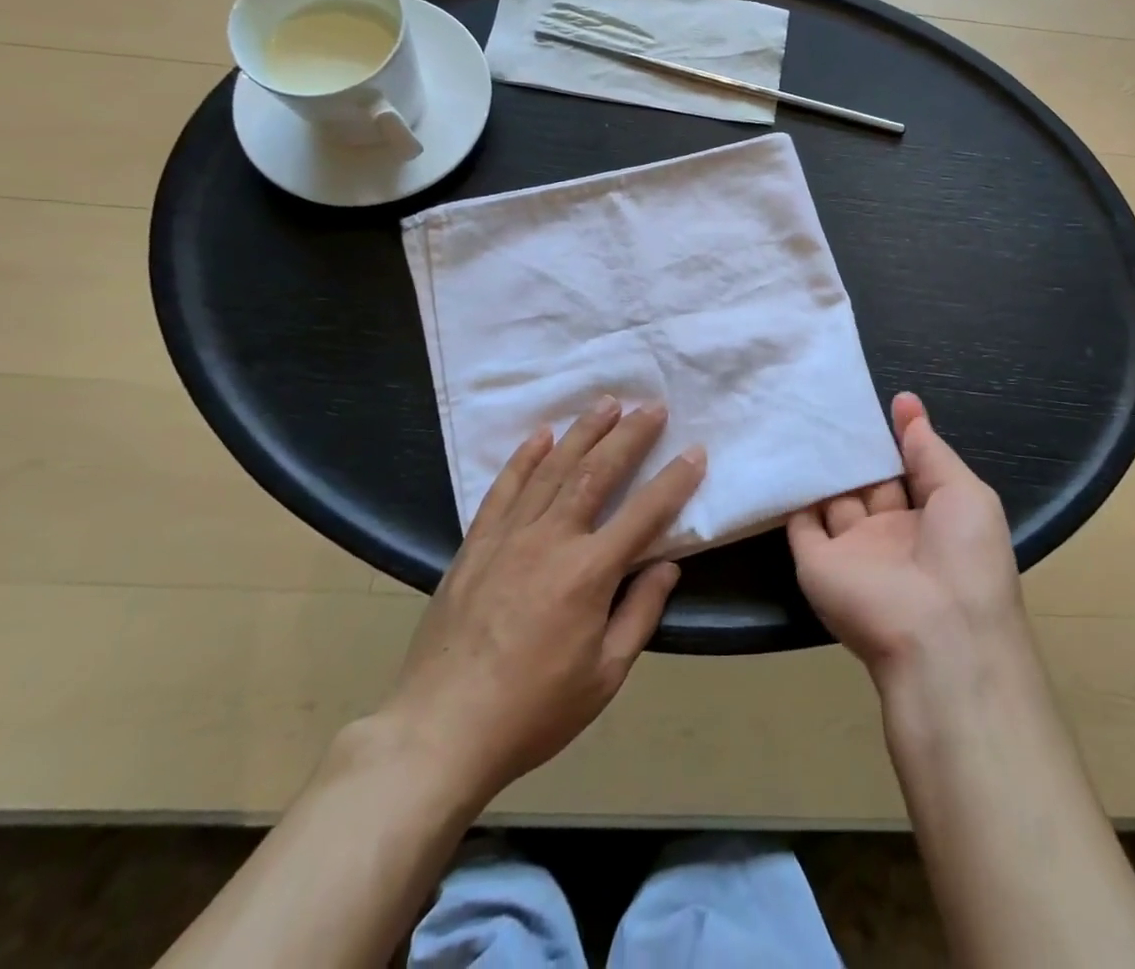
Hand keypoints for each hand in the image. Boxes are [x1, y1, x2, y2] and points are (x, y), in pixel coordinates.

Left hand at [368, 398, 702, 804]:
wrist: (439, 732)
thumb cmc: (532, 712)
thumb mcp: (604, 676)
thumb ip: (640, 613)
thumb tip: (666, 565)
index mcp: (588, 573)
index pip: (644, 513)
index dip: (675, 480)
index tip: (695, 452)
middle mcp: (551, 540)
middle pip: (597, 472)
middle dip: (629, 435)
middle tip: (652, 406)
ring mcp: (508, 537)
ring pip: (552, 469)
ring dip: (583, 432)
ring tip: (607, 403)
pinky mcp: (476, 544)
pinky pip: (504, 488)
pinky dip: (524, 458)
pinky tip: (540, 435)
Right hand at [788, 392, 1028, 690]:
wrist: (937, 633)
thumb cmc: (965, 556)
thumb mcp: (965, 492)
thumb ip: (930, 450)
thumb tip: (907, 403)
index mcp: (931, 519)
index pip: (908, 470)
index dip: (896, 437)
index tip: (879, 399)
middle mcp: (889, 533)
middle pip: (868, 482)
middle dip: (855, 447)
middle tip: (831, 400)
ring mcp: (851, 549)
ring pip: (833, 497)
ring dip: (823, 465)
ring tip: (803, 413)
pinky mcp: (816, 563)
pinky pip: (799, 521)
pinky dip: (791, 492)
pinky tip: (783, 452)